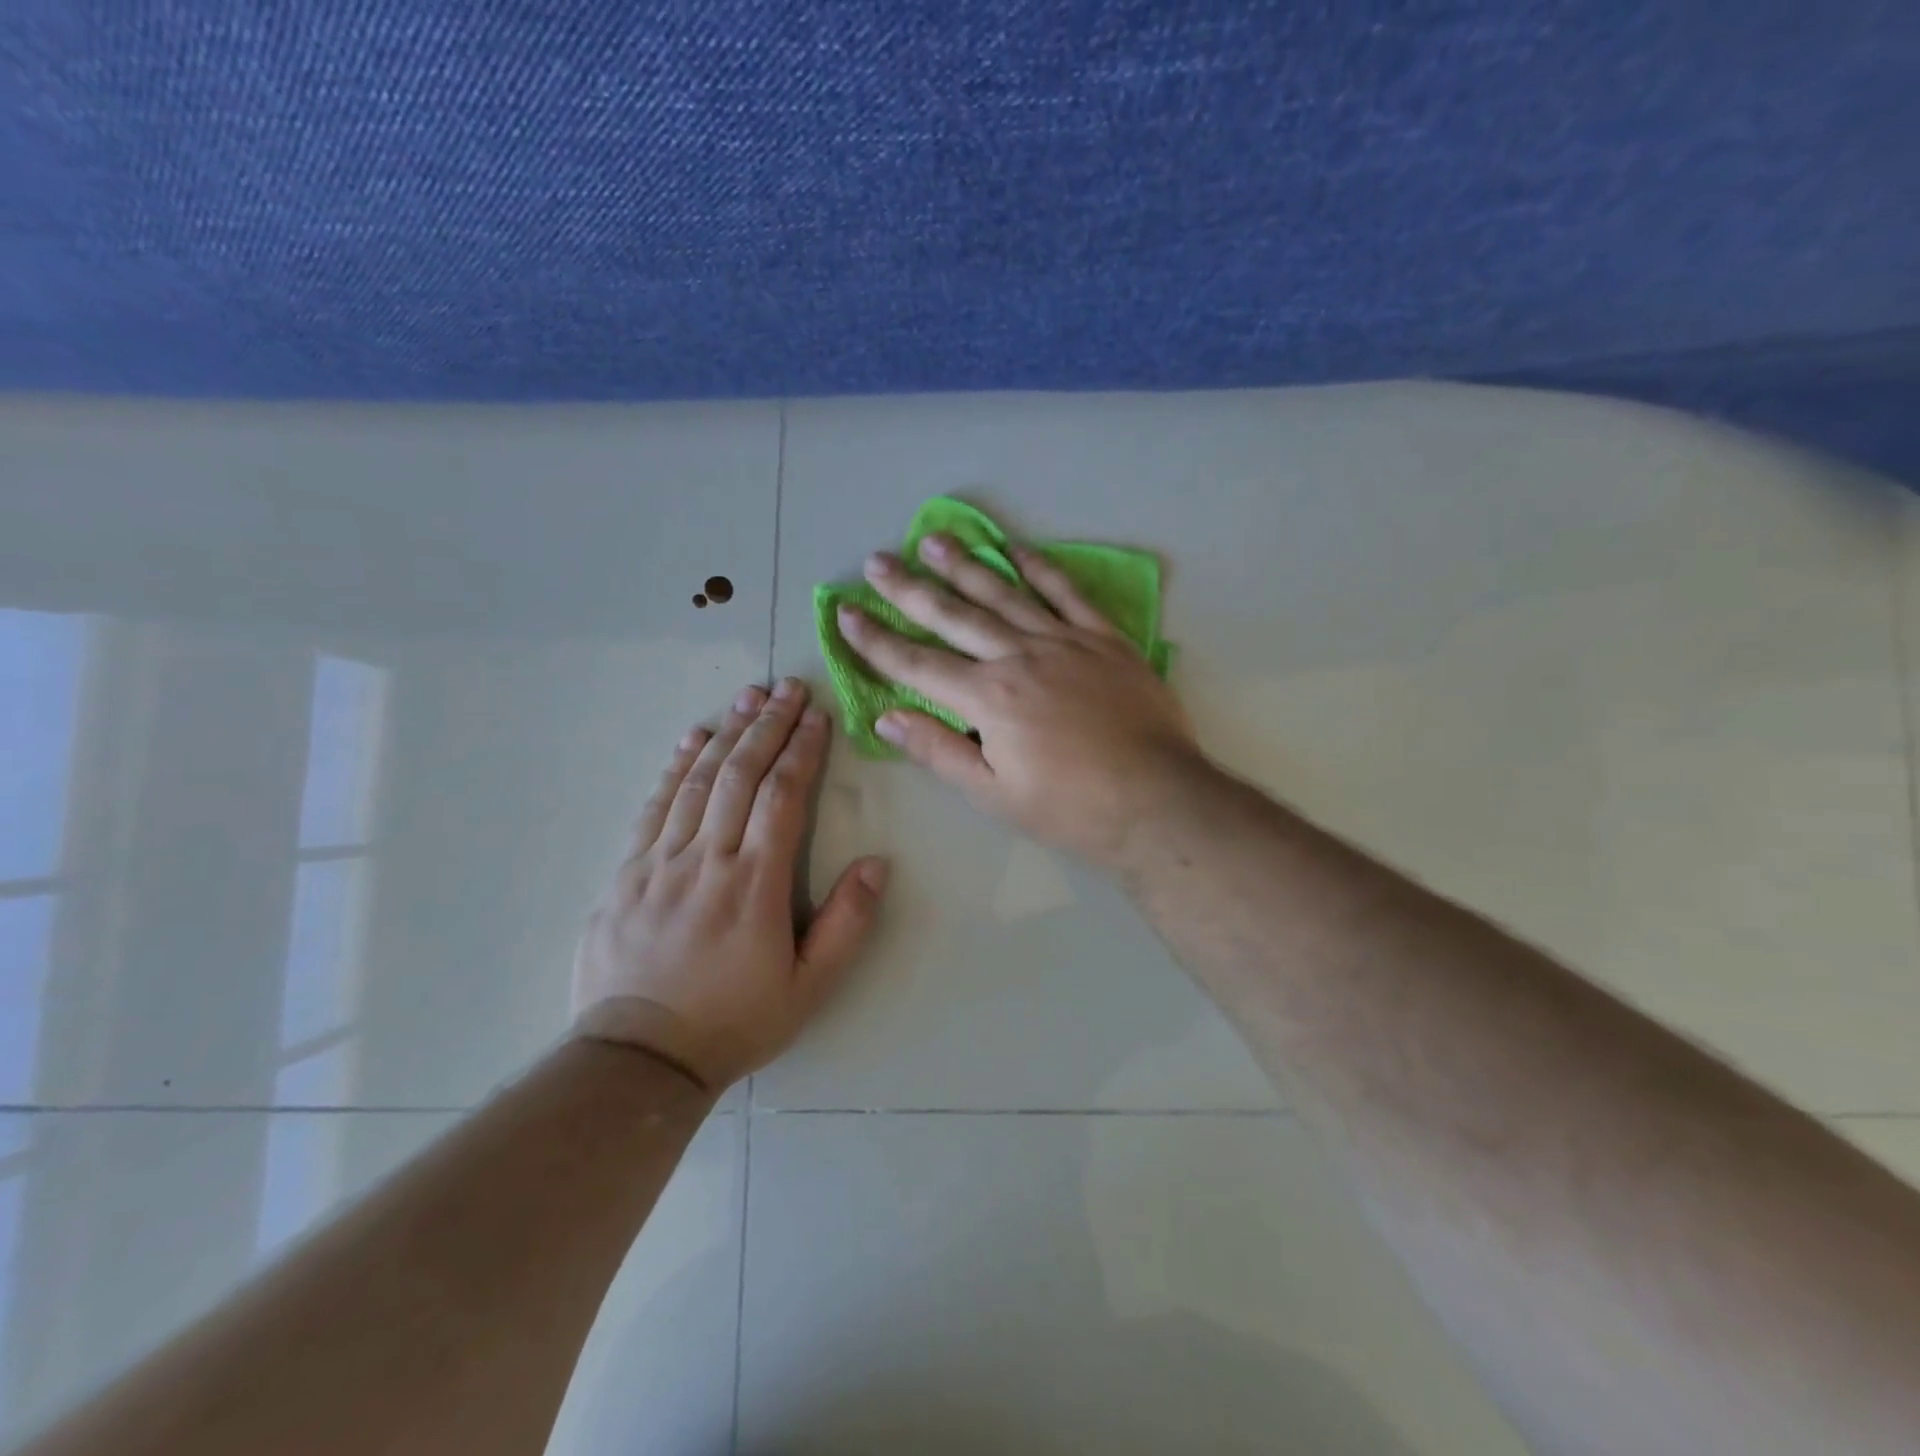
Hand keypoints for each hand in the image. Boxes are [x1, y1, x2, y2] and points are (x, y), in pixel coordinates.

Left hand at [571, 679, 887, 1089]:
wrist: (638, 1059)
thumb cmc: (735, 1021)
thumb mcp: (809, 987)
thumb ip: (847, 924)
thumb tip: (877, 863)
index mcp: (756, 884)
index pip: (783, 797)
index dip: (802, 751)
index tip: (817, 716)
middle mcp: (708, 860)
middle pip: (741, 775)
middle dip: (768, 726)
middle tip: (788, 687)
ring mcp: (661, 862)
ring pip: (698, 781)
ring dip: (726, 733)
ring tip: (748, 696)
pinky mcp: (627, 872)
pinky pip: (655, 806)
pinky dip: (676, 767)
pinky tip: (692, 739)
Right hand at [837, 533, 1201, 868]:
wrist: (1155, 800)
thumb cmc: (1069, 807)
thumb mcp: (993, 794)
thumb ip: (939, 751)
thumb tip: (886, 717)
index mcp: (988, 698)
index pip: (916, 663)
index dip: (875, 640)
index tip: (845, 613)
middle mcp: (1019, 656)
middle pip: (953, 616)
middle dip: (909, 589)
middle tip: (877, 561)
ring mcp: (1065, 641)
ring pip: (1004, 593)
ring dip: (965, 566)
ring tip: (933, 540)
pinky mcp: (1104, 639)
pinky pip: (1067, 593)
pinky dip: (1040, 568)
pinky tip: (1017, 550)